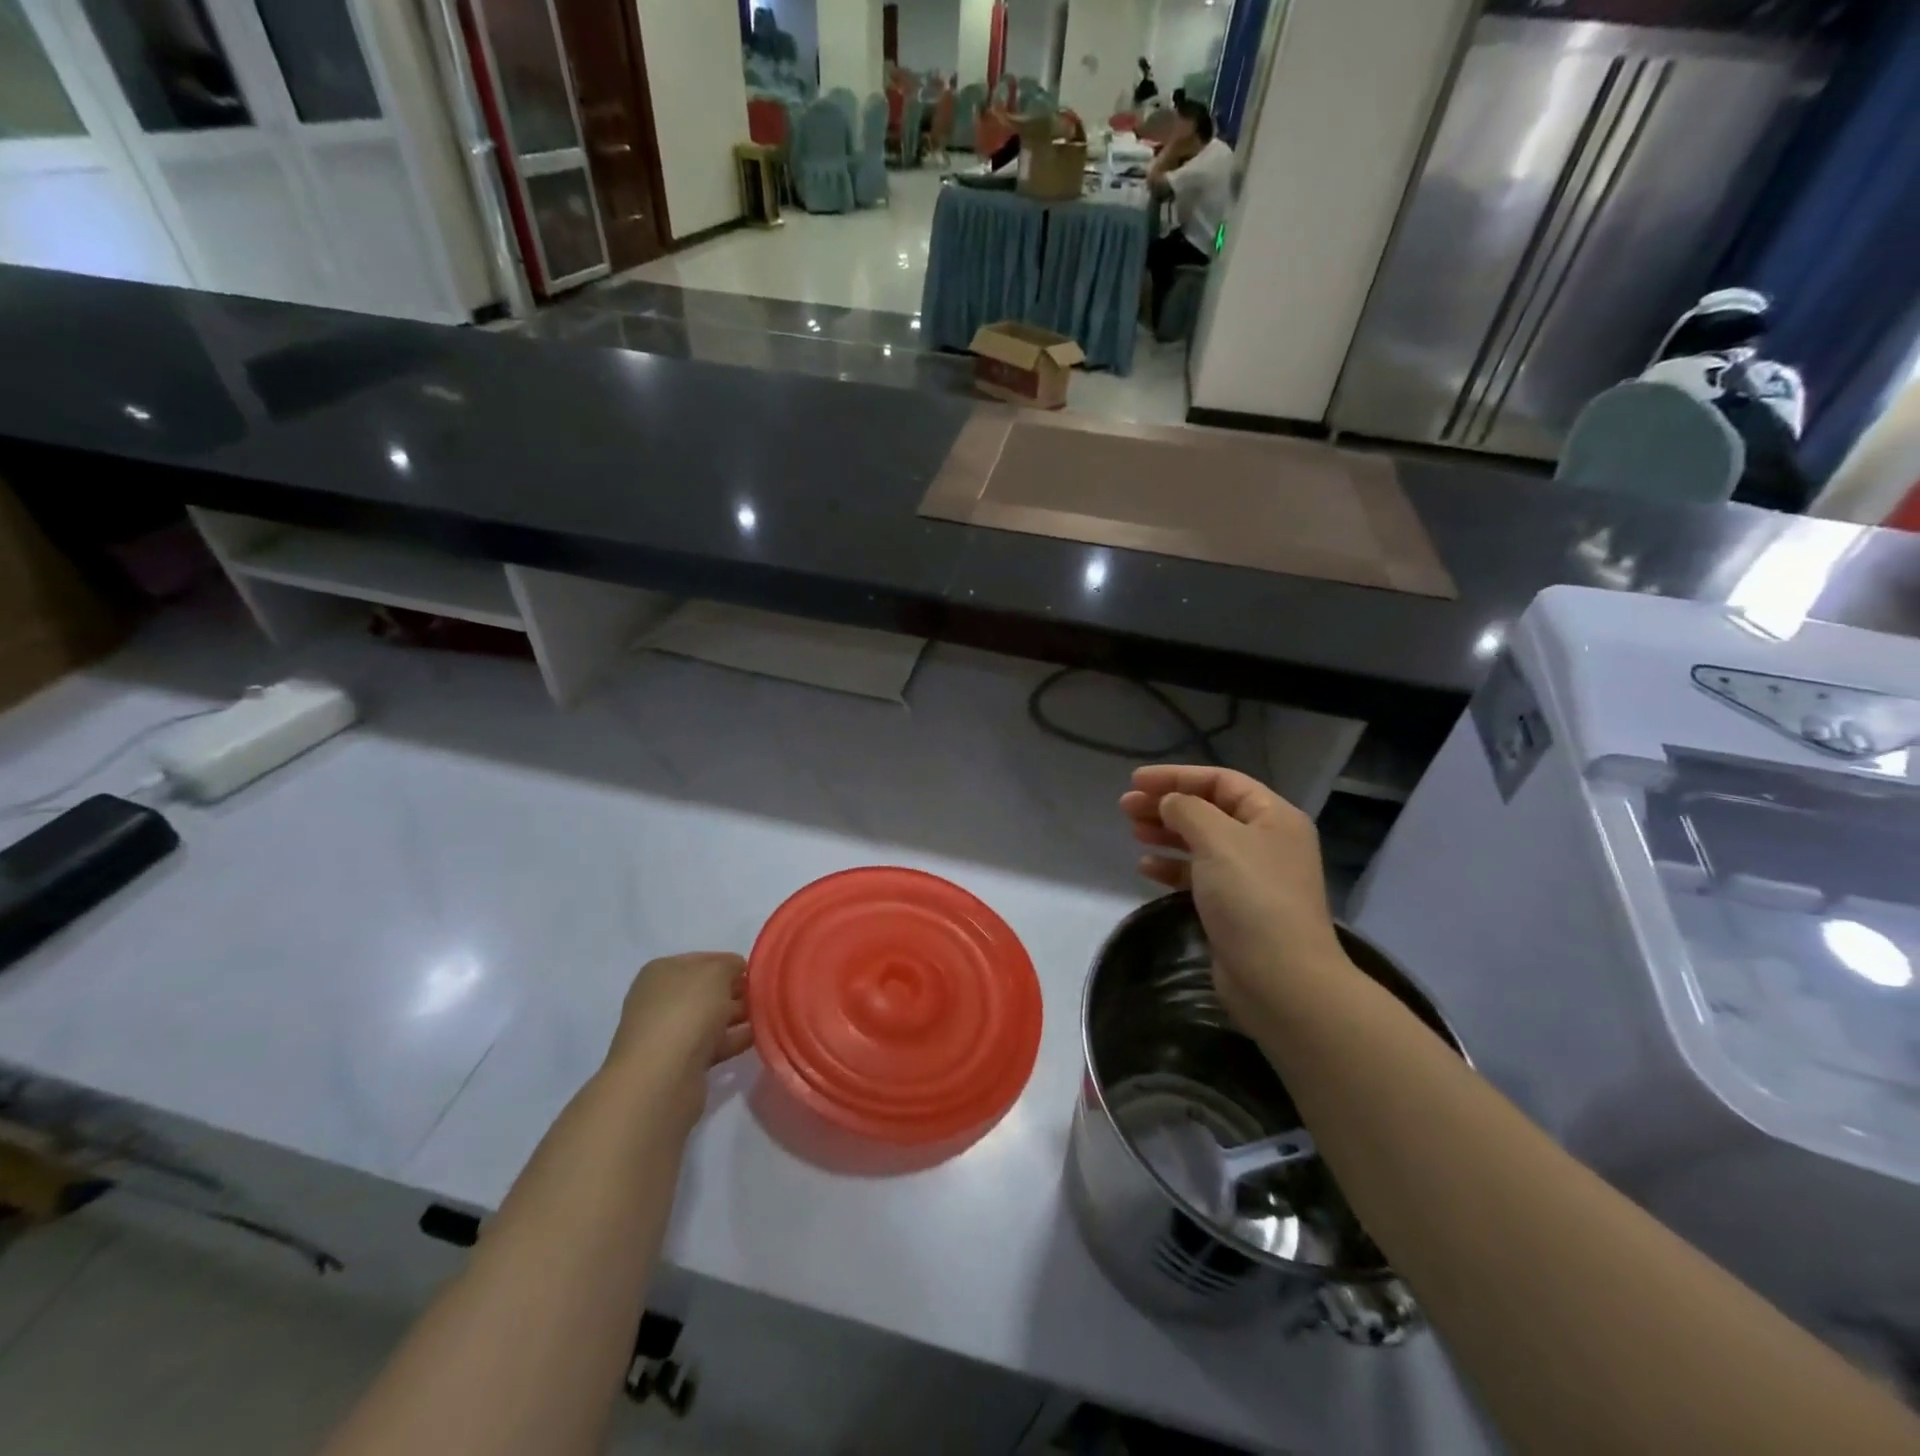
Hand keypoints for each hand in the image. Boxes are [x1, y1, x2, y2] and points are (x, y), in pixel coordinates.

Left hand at [606, 953, 751, 1123]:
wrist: (662, 1078)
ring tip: (770, 1015)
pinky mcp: (679, 1062)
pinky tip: (758, 1037)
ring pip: (711, 1018)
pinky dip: (734, 1039)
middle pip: (708, 990)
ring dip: (738, 1016)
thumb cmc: (687, 1011)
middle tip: (767, 995)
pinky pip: (713, 1044)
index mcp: (662, 971)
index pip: (704, 959)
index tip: (758, 972)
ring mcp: (668, 1033)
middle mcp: (661, 999)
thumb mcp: (715, 973)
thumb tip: (736, 971)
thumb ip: (730, 965)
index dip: (731, 963)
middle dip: (737, 991)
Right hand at [1120, 766, 1347, 1033]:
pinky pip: (1198, 875)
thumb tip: (1169, 802)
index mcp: (1273, 816)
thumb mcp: (1218, 841)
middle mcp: (1265, 841)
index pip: (1221, 780)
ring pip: (1201, 842)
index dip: (1177, 776)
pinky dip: (1172, 867)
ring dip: (1166, 833)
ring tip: (1133, 831)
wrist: (1280, 980)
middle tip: (1125, 806)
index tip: (1136, 780)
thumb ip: (1188, 810)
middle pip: (1209, 810)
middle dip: (1167, 804)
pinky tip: (1146, 867)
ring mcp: (1251, 876)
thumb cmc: (1252, 899)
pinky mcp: (1235, 907)